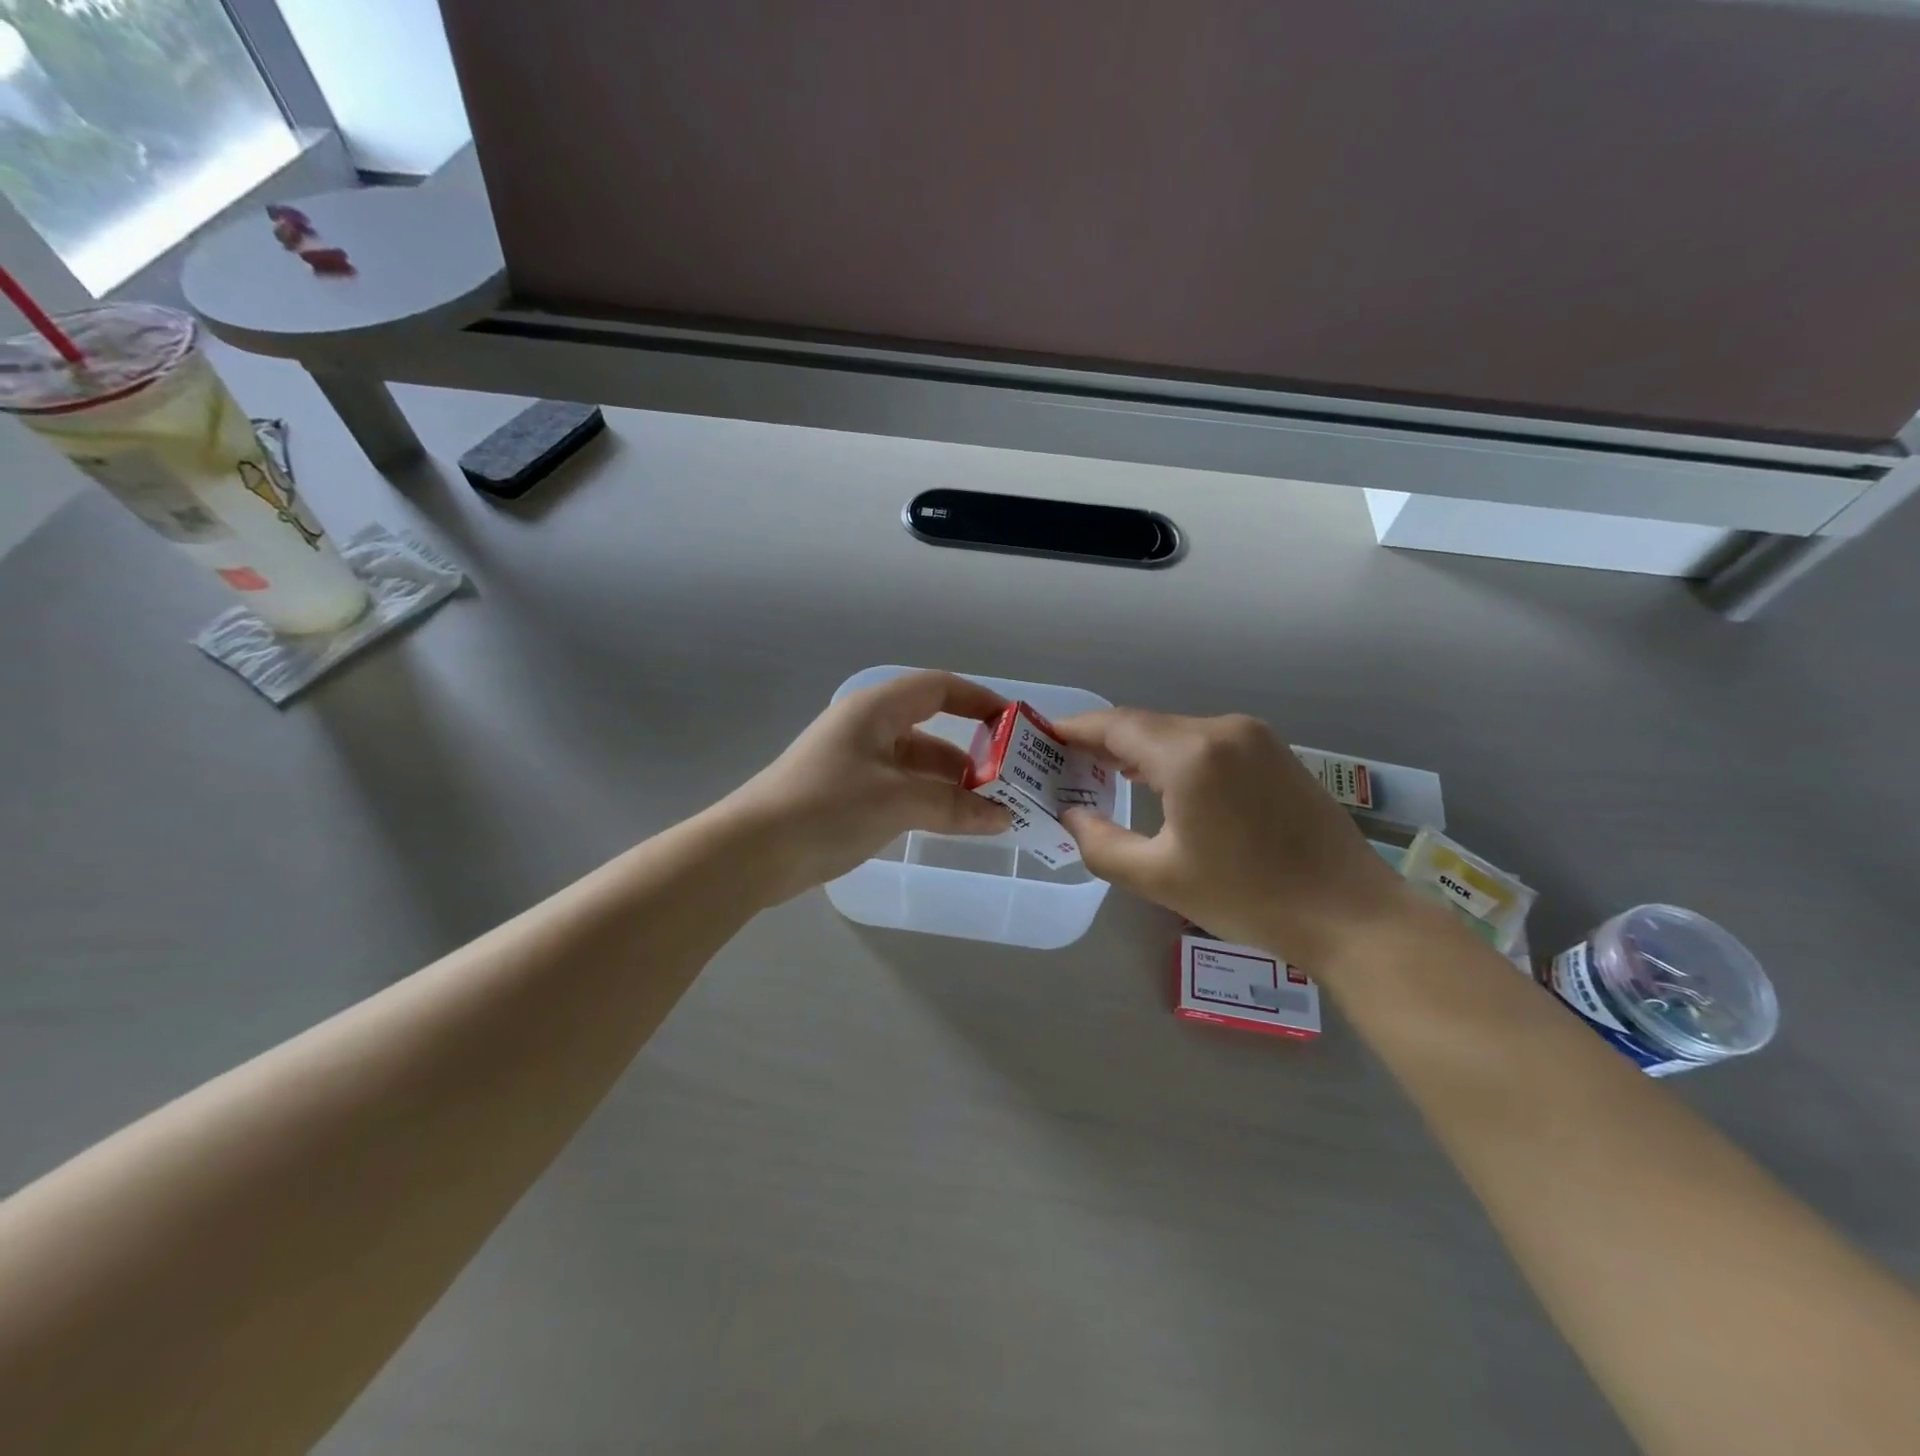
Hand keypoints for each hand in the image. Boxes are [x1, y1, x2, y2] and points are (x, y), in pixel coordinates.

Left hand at [726, 671, 1012, 901]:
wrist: (750, 852)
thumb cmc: (827, 809)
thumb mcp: (898, 802)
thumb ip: (955, 806)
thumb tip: (1003, 817)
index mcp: (875, 710)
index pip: (938, 688)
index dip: (979, 701)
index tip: (1014, 726)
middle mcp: (865, 727)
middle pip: (930, 729)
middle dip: (971, 754)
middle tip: (1007, 783)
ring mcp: (853, 761)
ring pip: (915, 763)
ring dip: (950, 783)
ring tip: (987, 811)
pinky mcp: (844, 794)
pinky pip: (898, 787)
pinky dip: (926, 800)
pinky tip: (948, 824)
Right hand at [1053, 709, 1415, 970]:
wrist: (1350, 914)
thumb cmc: (1248, 897)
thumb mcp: (1159, 878)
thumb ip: (1100, 843)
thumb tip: (1071, 816)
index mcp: (1191, 753)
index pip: (1116, 726)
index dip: (1076, 729)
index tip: (1044, 738)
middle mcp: (1223, 729)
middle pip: (1146, 726)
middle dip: (1104, 743)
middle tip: (1067, 766)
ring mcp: (1256, 737)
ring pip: (1178, 733)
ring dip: (1140, 751)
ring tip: (1104, 775)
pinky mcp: (1275, 753)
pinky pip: (1208, 743)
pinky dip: (1175, 756)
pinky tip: (1161, 783)